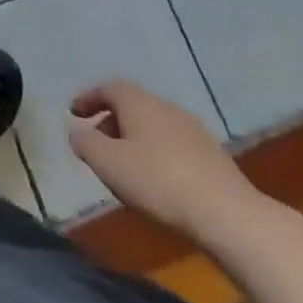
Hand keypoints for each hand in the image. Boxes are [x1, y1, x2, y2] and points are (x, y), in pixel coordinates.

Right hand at [68, 79, 265, 238]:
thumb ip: (85, 143)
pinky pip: (172, 145)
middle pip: (131, 105)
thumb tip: (77, 131)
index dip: (88, 98)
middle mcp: (166, 107)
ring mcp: (193, 131)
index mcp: (140, 102)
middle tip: (97, 145)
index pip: (108, 87)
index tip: (73, 113)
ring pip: (153, 126)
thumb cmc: (159, 182)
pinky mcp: (212, 157)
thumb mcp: (108, 163)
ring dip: (134, 140)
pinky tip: (156, 181)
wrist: (228, 215)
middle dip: (110, 121)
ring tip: (124, 167)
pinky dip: (156, 154)